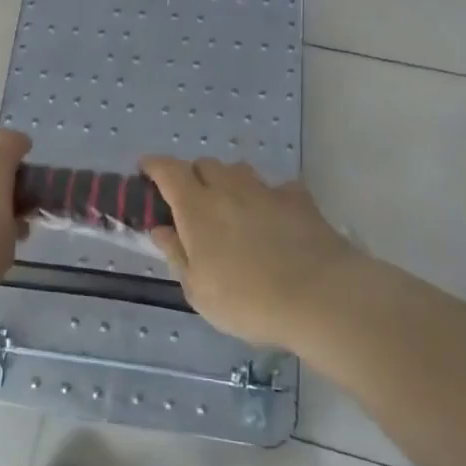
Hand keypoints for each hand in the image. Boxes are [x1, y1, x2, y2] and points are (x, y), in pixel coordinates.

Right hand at [140, 157, 362, 347]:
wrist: (321, 297)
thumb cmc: (248, 300)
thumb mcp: (199, 290)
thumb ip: (177, 254)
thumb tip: (160, 229)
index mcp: (197, 207)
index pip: (168, 170)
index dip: (154, 166)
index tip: (145, 171)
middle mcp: (229, 188)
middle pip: (204, 164)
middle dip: (193, 176)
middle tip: (192, 203)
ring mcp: (266, 191)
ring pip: (239, 170)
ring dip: (229, 182)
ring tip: (232, 208)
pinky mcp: (300, 200)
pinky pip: (277, 188)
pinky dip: (269, 197)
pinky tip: (275, 219)